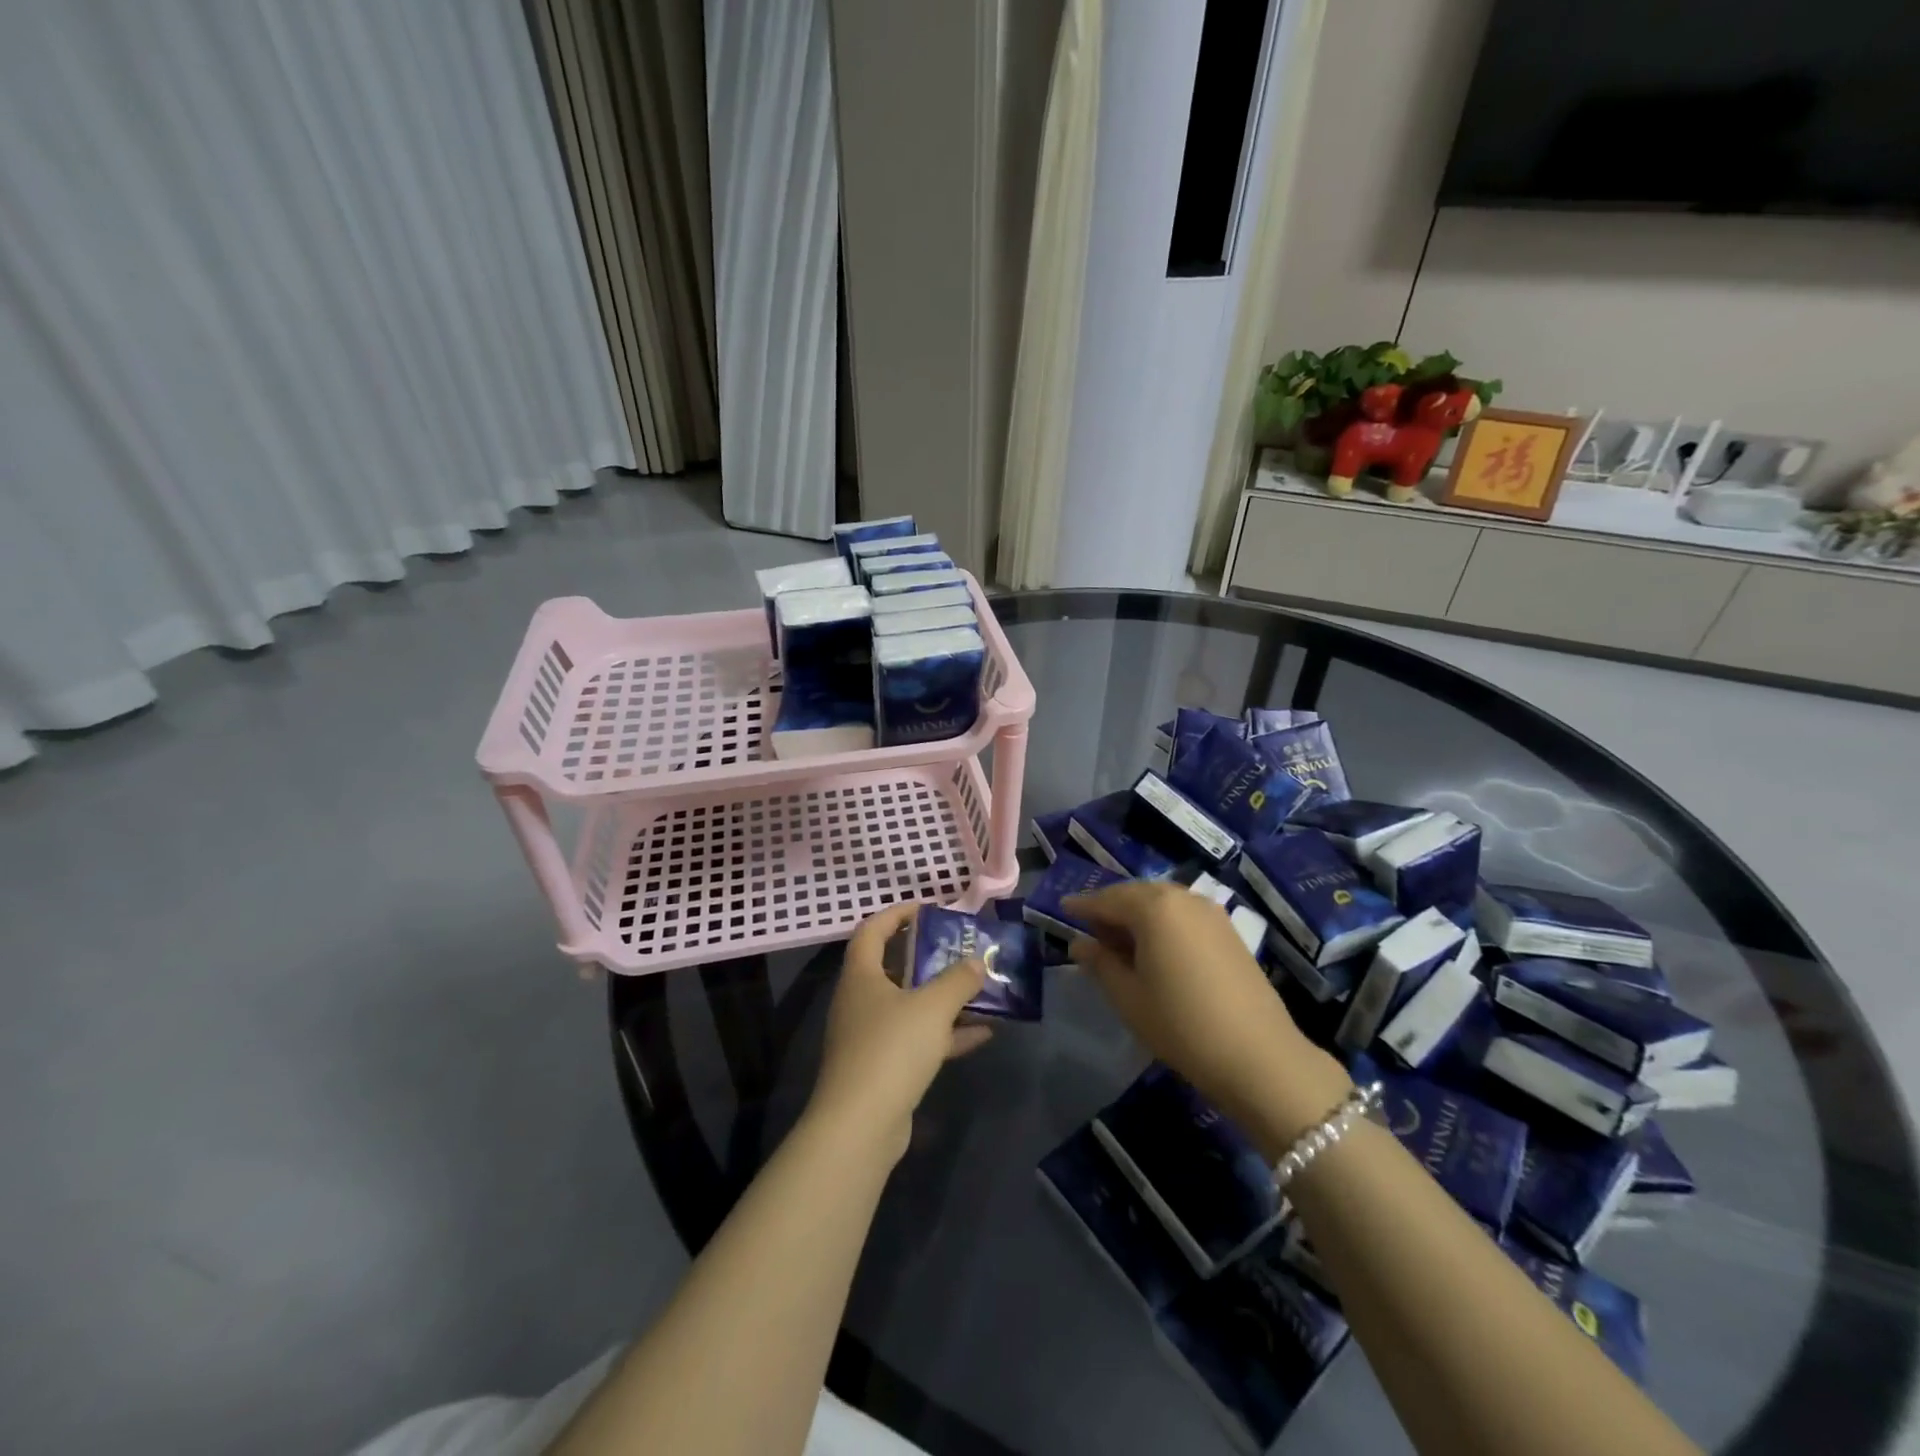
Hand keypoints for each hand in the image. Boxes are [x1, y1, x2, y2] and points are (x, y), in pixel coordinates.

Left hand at [807, 903, 993, 1164]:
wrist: (859, 1127)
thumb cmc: (891, 1049)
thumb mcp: (932, 1007)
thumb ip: (958, 979)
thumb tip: (977, 960)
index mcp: (861, 975)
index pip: (873, 929)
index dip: (898, 913)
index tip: (930, 909)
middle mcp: (860, 1001)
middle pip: (894, 967)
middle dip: (929, 958)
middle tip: (961, 949)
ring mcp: (870, 1037)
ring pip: (910, 1006)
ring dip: (943, 998)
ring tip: (981, 989)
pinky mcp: (883, 1069)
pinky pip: (917, 1040)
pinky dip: (946, 1035)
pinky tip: (983, 1034)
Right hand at [1066, 881, 1347, 1143]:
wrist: (1259, 1057)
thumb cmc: (1181, 1024)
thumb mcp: (1128, 996)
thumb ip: (1100, 962)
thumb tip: (1079, 942)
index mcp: (1153, 906)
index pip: (1106, 899)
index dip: (1082, 906)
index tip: (1062, 908)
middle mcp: (1182, 897)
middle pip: (1136, 895)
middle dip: (1111, 909)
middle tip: (1089, 931)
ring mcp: (1211, 912)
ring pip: (1162, 903)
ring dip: (1138, 917)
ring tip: (1120, 944)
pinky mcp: (1229, 931)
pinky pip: (1183, 915)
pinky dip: (1163, 924)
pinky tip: (1156, 950)